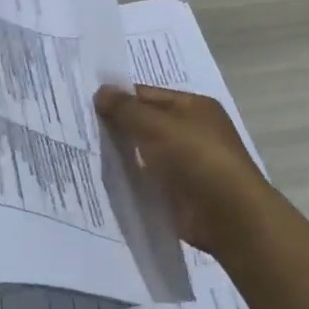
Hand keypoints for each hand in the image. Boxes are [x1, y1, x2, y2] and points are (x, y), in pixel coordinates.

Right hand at [95, 84, 277, 256]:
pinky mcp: (177, 192)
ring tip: (83, 149)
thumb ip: (127, 109)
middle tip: (77, 125)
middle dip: (116, 125)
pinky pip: (146, 179)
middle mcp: (190, 131)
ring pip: (143, 152)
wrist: (230, 217)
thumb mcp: (159, 126)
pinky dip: (129, 178)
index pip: (148, 95)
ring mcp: (184, 163)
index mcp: (193, 107)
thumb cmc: (198, 159)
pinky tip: (102, 177)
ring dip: (120, 153)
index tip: (85, 103)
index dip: (119, 97)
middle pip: (145, 122)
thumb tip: (100, 91)